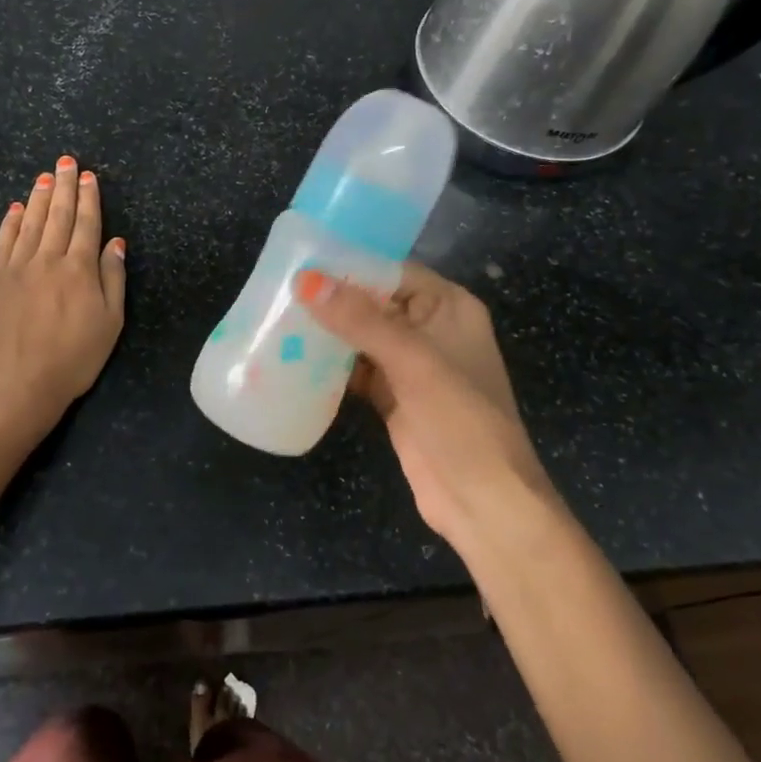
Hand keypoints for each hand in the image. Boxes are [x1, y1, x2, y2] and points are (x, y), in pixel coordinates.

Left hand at [0, 155, 126, 431]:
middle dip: (64, 186)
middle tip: (66, 162)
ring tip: (44, 176)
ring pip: (30, 222)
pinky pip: (3, 241)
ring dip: (39, 197)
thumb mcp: (110, 324)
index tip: (88, 176)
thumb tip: (115, 243)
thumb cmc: (73, 360)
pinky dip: (10, 221)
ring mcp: (16, 268)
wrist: (17, 388)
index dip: (89, 198)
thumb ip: (113, 279)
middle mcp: (47, 260)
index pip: (87, 224)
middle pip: (58, 216)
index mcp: (79, 270)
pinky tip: (15, 208)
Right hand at [297, 263, 554, 543]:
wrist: (483, 502)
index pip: (394, 271)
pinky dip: (330, 366)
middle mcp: (430, 329)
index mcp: (449, 307)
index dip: (351, 264)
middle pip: (374, 302)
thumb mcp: (412, 361)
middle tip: (279, 288)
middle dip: (332, 299)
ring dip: (327, 332)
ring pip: (361, 337)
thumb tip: (307, 280)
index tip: (302, 258)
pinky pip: (356, 370)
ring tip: (277, 318)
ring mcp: (412, 366)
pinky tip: (294, 359)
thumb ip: (360, 320)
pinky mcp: (394, 397)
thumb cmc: (460, 419)